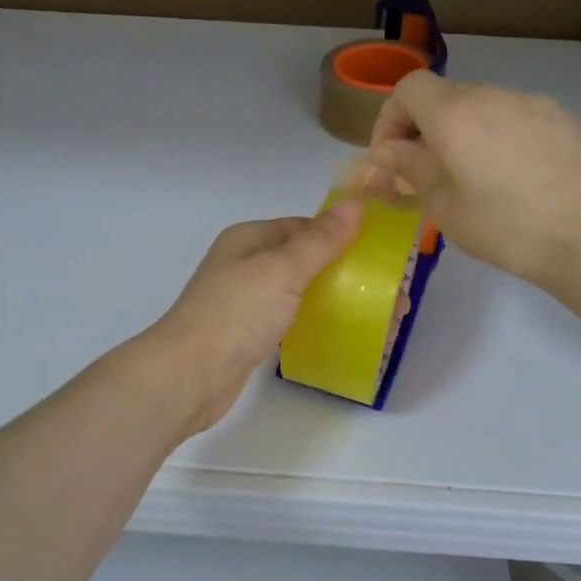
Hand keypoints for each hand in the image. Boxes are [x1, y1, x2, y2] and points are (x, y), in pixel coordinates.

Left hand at [139, 204, 363, 433]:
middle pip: (305, 260)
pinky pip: (292, 320)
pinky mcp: (250, 335)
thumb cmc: (236, 314)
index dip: (343, 237)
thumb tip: (355, 204)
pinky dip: (317, 323)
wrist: (189, 376)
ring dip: (337, 300)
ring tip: (380, 318)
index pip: (304, 227)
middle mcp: (246, 265)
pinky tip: (343, 335)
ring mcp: (246, 302)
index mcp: (249, 239)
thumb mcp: (282, 270)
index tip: (383, 256)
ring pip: (301, 292)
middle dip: (347, 273)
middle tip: (392, 296)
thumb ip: (320, 240)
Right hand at [358, 72, 580, 288]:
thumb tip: (387, 151)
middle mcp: (491, 95)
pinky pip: (514, 119)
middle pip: (444, 97)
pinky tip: (514, 178)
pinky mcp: (560, 118)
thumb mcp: (441, 204)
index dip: (391, 118)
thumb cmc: (502, 226)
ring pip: (480, 108)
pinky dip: (499, 138)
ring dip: (463, 134)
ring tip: (473, 179)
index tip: (393, 156)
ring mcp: (531, 103)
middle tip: (427, 174)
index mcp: (454, 113)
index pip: (408, 88)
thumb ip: (408, 167)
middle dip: (425, 130)